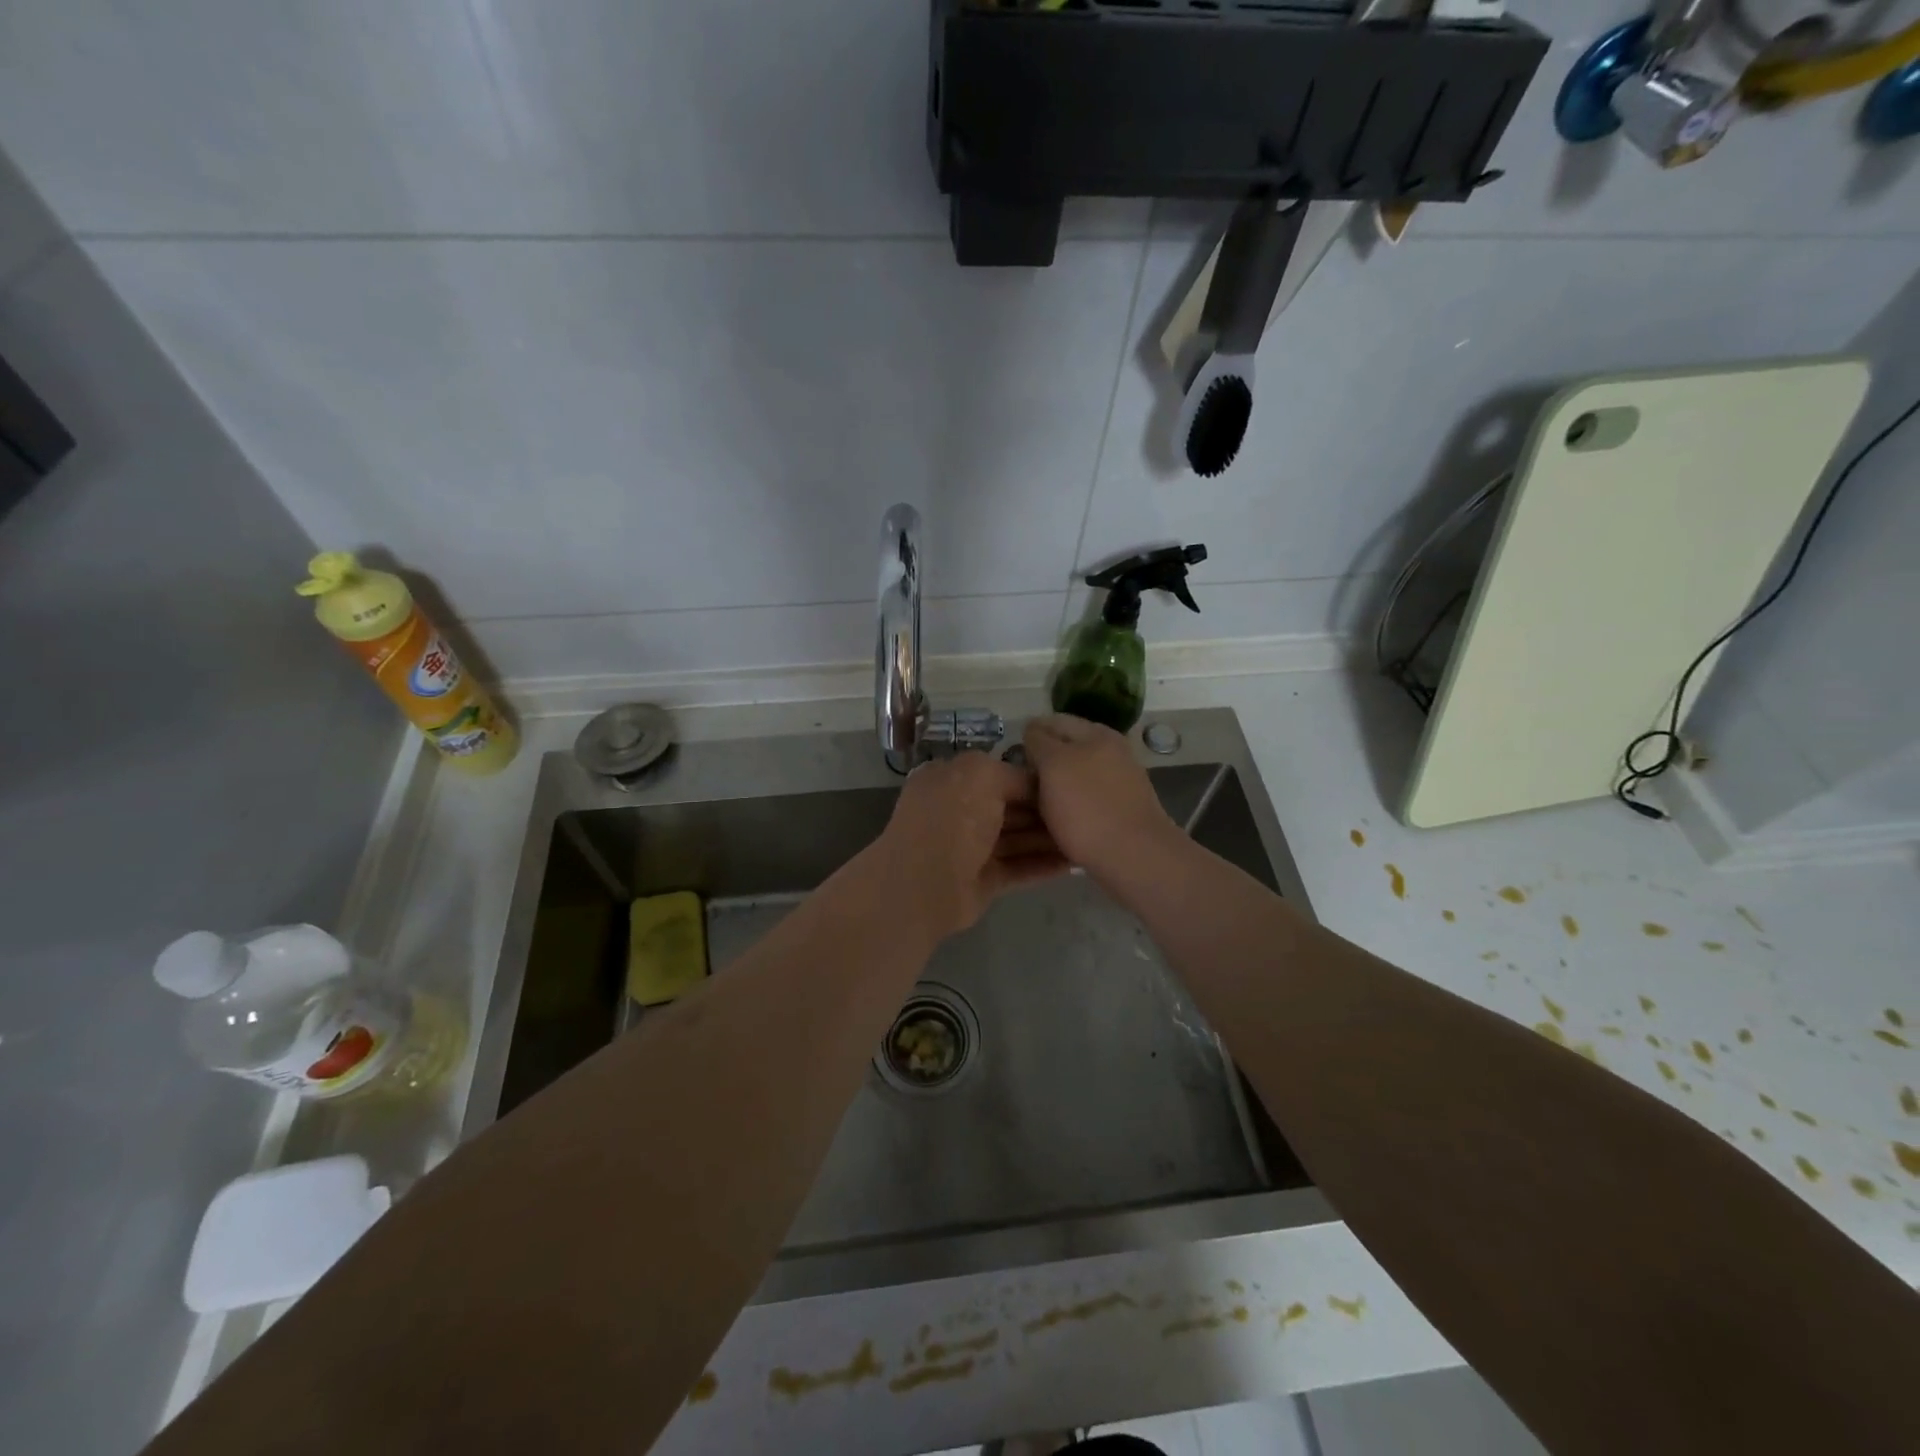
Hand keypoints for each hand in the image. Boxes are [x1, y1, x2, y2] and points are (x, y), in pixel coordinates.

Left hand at [871, 753, 1067, 941]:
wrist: (923, 884)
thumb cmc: (952, 818)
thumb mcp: (982, 775)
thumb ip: (1014, 774)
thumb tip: (1037, 785)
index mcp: (951, 779)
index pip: (998, 774)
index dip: (1032, 778)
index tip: (1068, 783)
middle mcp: (959, 810)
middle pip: (1010, 807)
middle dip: (1044, 810)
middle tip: (1086, 812)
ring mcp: (969, 848)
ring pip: (1017, 838)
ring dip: (1048, 838)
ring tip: (1087, 837)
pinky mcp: (982, 880)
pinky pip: (1018, 868)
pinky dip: (1043, 865)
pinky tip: (1074, 864)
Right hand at [1022, 715, 1181, 881]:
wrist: (1134, 856)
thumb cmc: (1086, 808)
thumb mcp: (1053, 765)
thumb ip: (1040, 741)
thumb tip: (1034, 732)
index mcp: (1096, 733)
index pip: (1052, 722)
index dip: (1028, 738)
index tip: (1011, 763)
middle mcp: (1111, 750)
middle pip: (1067, 748)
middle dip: (1043, 762)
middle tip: (1021, 787)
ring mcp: (1120, 780)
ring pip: (1077, 775)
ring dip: (1057, 787)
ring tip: (1037, 807)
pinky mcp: (1123, 808)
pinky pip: (1088, 799)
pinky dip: (1072, 806)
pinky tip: (1062, 822)